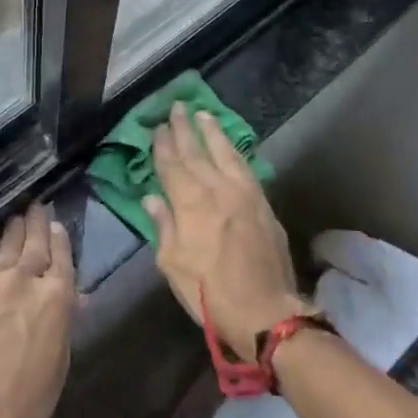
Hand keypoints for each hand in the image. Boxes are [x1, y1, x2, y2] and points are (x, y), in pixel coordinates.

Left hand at [0, 203, 74, 417]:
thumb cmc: (27, 403)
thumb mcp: (59, 362)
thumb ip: (63, 321)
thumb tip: (69, 298)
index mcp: (55, 297)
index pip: (61, 255)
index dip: (59, 237)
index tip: (56, 223)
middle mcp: (22, 280)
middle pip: (31, 241)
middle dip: (35, 221)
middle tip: (36, 205)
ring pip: (1, 246)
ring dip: (10, 231)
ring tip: (14, 219)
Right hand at [146, 102, 306, 362]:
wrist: (265, 311)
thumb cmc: (208, 293)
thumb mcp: (172, 264)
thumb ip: (163, 226)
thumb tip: (152, 198)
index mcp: (191, 203)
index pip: (173, 165)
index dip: (164, 145)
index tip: (158, 126)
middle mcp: (218, 189)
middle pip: (198, 152)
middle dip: (186, 129)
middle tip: (178, 107)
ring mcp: (245, 194)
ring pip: (226, 153)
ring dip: (214, 133)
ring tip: (204, 114)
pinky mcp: (264, 204)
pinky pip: (246, 168)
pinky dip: (236, 152)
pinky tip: (231, 146)